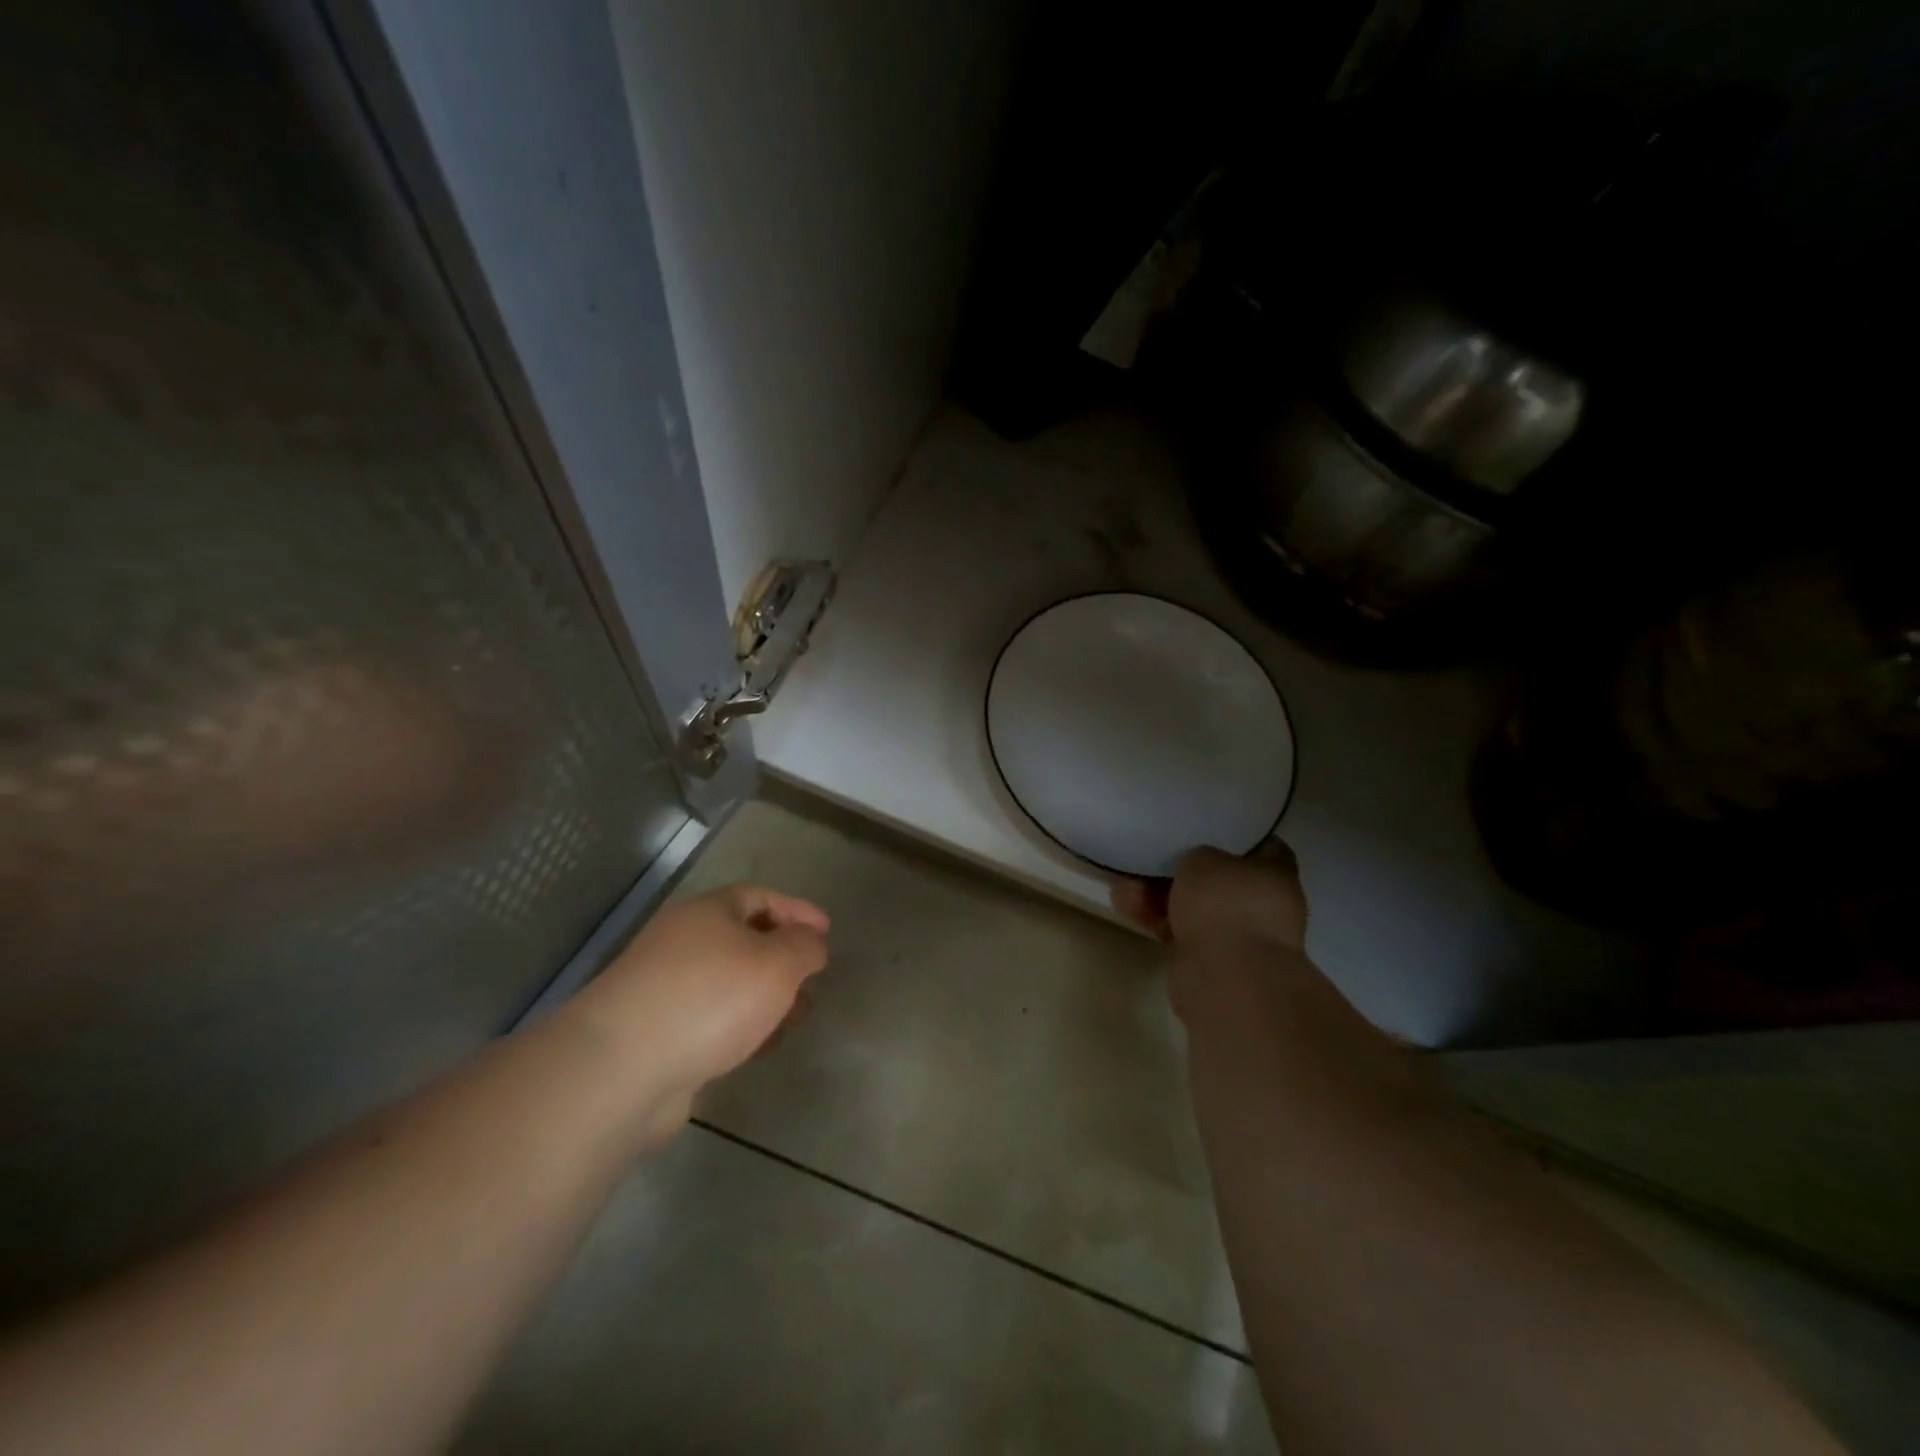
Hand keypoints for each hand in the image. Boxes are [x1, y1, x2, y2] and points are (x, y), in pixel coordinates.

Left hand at [563, 885, 829, 1141]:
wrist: (622, 1068)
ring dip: (766, 996)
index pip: (760, 897)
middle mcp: (683, 942)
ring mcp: (665, 989)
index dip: (797, 910)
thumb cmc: (710, 998)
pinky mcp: (657, 1034)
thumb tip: (810, 944)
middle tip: (814, 978)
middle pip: (743, 939)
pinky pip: (713, 1018)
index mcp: (708, 912)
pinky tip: (759, 1045)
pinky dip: (742, 1025)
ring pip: (730, 982)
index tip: (827, 932)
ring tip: (796, 1017)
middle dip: (783, 957)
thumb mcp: (777, 963)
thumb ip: (804, 947)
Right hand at [1112, 841, 1308, 953]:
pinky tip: (1124, 906)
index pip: (1261, 847)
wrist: (1224, 975)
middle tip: (1149, 857)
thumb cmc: (1225, 903)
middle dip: (1179, 870)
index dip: (1231, 836)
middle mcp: (1260, 906)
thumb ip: (1197, 856)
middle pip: (1216, 880)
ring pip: (1190, 907)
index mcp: (1276, 876)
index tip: (1202, 828)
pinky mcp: (1205, 960)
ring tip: (1124, 884)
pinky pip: (1176, 930)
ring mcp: (1234, 936)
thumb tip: (1195, 866)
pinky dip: (1152, 919)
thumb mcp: (1204, 858)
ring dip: (1157, 895)